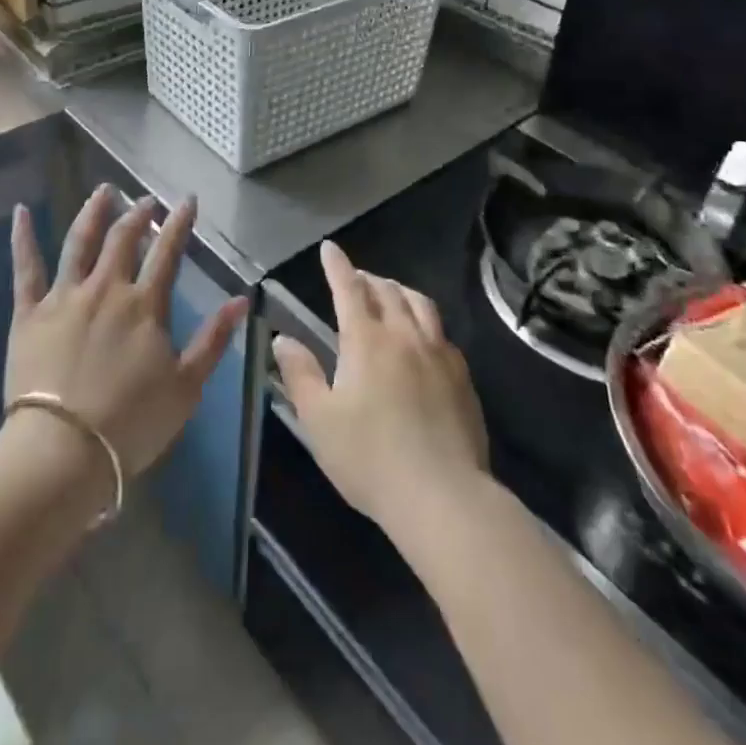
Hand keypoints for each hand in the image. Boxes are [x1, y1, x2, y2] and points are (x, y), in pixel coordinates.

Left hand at [6, 186, 248, 478]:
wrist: (62, 452)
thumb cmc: (130, 424)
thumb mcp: (186, 386)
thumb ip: (213, 339)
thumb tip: (242, 299)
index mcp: (145, 305)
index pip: (167, 253)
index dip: (179, 224)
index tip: (187, 200)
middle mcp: (106, 289)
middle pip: (123, 240)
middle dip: (138, 215)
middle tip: (146, 200)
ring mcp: (64, 297)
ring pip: (79, 243)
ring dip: (93, 212)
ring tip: (103, 191)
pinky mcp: (28, 314)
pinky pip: (25, 269)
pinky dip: (22, 238)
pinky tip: (21, 212)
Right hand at [272, 241, 489, 534]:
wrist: (443, 496)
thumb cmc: (370, 458)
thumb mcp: (320, 420)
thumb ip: (301, 374)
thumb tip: (283, 339)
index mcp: (367, 340)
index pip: (349, 289)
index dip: (338, 266)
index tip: (330, 248)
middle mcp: (405, 335)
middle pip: (387, 291)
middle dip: (367, 278)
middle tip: (356, 278)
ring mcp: (438, 353)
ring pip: (420, 304)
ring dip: (400, 291)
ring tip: (390, 295)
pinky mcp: (461, 376)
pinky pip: (441, 332)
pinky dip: (424, 320)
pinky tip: (421, 338)